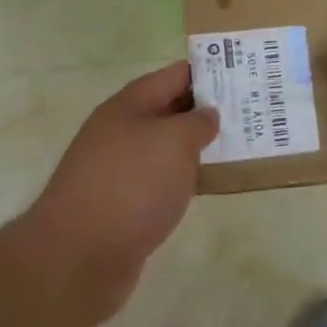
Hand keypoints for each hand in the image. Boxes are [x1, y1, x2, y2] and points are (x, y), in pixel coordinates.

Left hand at [25, 61, 218, 320]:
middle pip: (168, 109)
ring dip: (195, 146)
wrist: (78, 256)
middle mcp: (119, 130)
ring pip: (164, 147)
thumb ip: (197, 122)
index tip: (242, 72)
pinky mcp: (120, 204)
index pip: (173, 75)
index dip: (207, 71)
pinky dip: (182, 177)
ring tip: (237, 145)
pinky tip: (206, 185)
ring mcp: (117, 168)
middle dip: (205, 109)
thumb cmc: (131, 184)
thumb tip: (206, 113)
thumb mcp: (174, 142)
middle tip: (248, 109)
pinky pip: (159, 179)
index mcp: (129, 104)